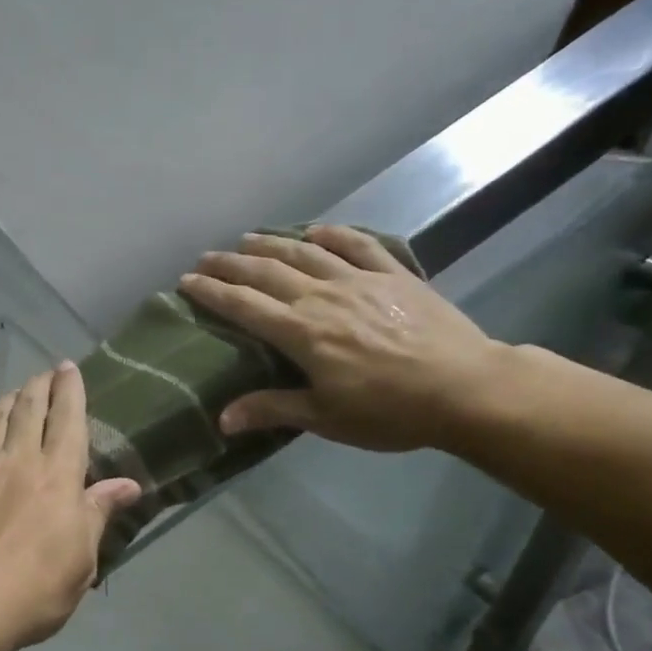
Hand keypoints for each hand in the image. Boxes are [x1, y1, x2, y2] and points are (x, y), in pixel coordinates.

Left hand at [0, 363, 142, 650]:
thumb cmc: (35, 589)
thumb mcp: (82, 558)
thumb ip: (98, 513)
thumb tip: (129, 485)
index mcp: (59, 477)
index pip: (69, 421)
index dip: (71, 391)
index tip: (69, 368)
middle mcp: (20, 460)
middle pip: (30, 410)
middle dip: (40, 387)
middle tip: (45, 373)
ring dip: (10, 399)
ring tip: (17, 391)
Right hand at [178, 225, 509, 453]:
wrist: (465, 388)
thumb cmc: (390, 411)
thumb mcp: (326, 418)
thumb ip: (272, 410)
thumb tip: (222, 419)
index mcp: (303, 333)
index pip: (245, 306)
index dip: (212, 292)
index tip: (187, 281)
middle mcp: (323, 297)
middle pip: (267, 273)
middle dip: (232, 263)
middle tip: (206, 257)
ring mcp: (360, 280)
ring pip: (305, 253)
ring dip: (272, 243)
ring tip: (248, 238)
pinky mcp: (394, 275)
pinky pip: (358, 245)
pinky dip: (333, 234)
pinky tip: (316, 231)